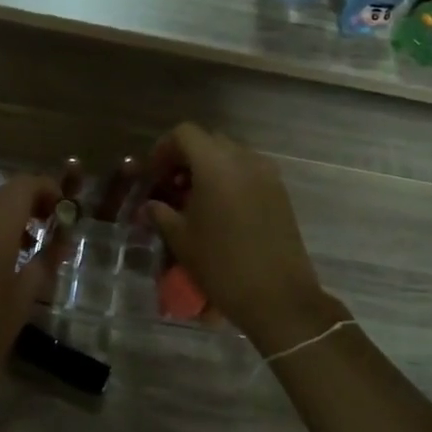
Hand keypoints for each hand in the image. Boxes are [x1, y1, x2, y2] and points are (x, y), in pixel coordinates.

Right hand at [140, 124, 338, 348]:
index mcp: (216, 165)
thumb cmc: (222, 265)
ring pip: (231, 155)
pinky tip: (220, 210)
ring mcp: (267, 175)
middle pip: (209, 141)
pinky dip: (230, 180)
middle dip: (186, 157)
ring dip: (209, 168)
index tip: (153, 174)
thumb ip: (161, 213)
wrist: (278, 297)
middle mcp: (244, 160)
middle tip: (171, 185)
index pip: (184, 134)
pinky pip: (249, 172)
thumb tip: (151, 205)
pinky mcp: (280, 192)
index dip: (164, 149)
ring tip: (195, 199)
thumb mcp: (181, 240)